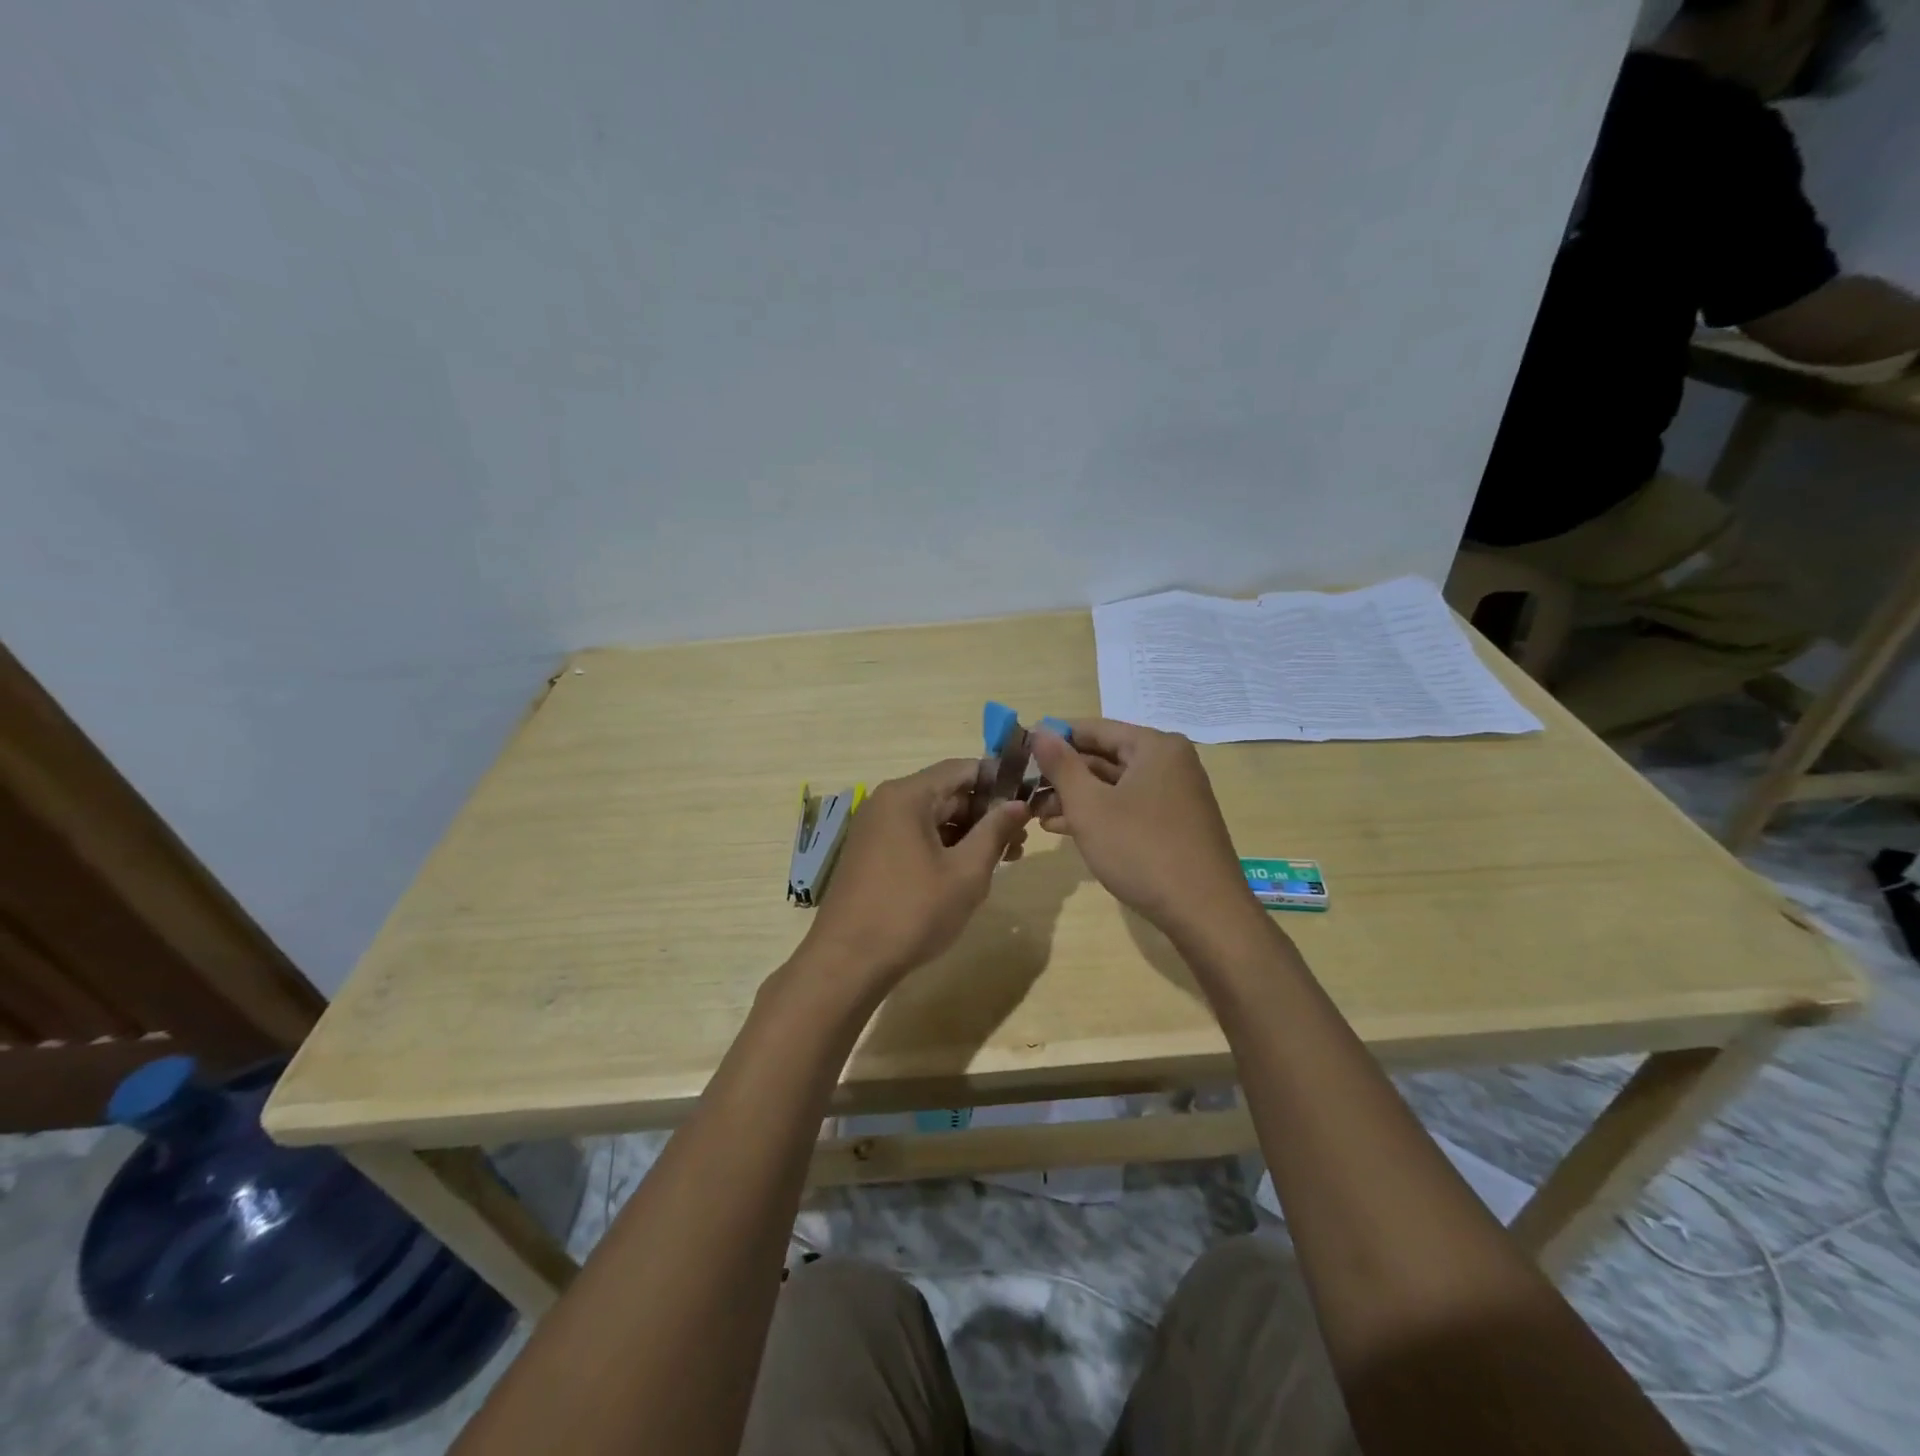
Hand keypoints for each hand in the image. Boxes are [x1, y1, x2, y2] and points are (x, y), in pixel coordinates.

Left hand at [799, 759, 1029, 992]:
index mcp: (907, 795)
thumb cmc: (912, 912)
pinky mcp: (872, 853)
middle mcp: (887, 802)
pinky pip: (915, 836)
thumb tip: (1019, 804)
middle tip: (1021, 841)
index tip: (1028, 802)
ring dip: (968, 833)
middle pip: (947, 792)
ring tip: (1003, 859)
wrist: (848, 962)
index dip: (999, 782)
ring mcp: (876, 828)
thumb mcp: (966, 873)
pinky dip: (944, 847)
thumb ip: (995, 832)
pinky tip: (967, 871)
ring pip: (933, 817)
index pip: (962, 769)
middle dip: (986, 813)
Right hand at [1029, 719, 1259, 945]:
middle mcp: (1170, 762)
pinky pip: (1129, 806)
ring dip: (1076, 797)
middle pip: (1105, 756)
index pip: (1093, 728)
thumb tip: (1040, 729)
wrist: (1204, 912)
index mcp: (1155, 746)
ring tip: (1037, 816)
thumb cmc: (1141, 850)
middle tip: (1025, 791)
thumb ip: (1061, 765)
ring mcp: (1175, 794)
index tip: (1021, 755)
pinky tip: (1066, 829)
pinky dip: (1100, 814)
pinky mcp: (1175, 823)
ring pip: (1115, 785)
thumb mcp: (1090, 806)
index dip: (1054, 740)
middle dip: (1064, 775)